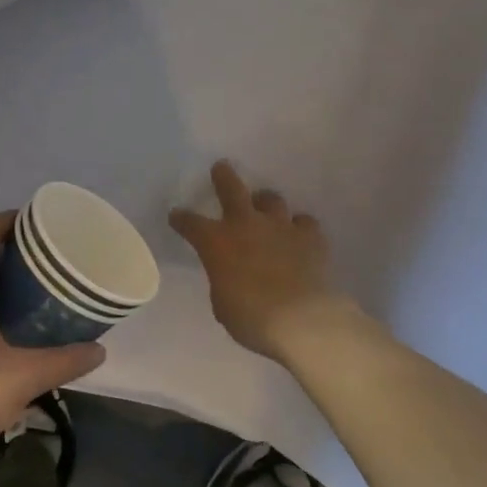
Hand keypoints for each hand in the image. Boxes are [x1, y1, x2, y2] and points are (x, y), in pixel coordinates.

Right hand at [170, 160, 359, 360]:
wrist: (302, 319)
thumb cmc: (251, 317)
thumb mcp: (222, 302)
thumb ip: (222, 279)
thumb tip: (229, 274)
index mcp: (216, 242)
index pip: (190, 223)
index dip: (181, 219)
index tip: (176, 216)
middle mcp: (246, 225)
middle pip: (232, 189)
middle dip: (223, 177)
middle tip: (221, 168)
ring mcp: (280, 227)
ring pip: (271, 199)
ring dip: (265, 203)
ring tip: (265, 208)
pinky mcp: (310, 237)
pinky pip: (304, 223)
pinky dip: (299, 228)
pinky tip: (299, 236)